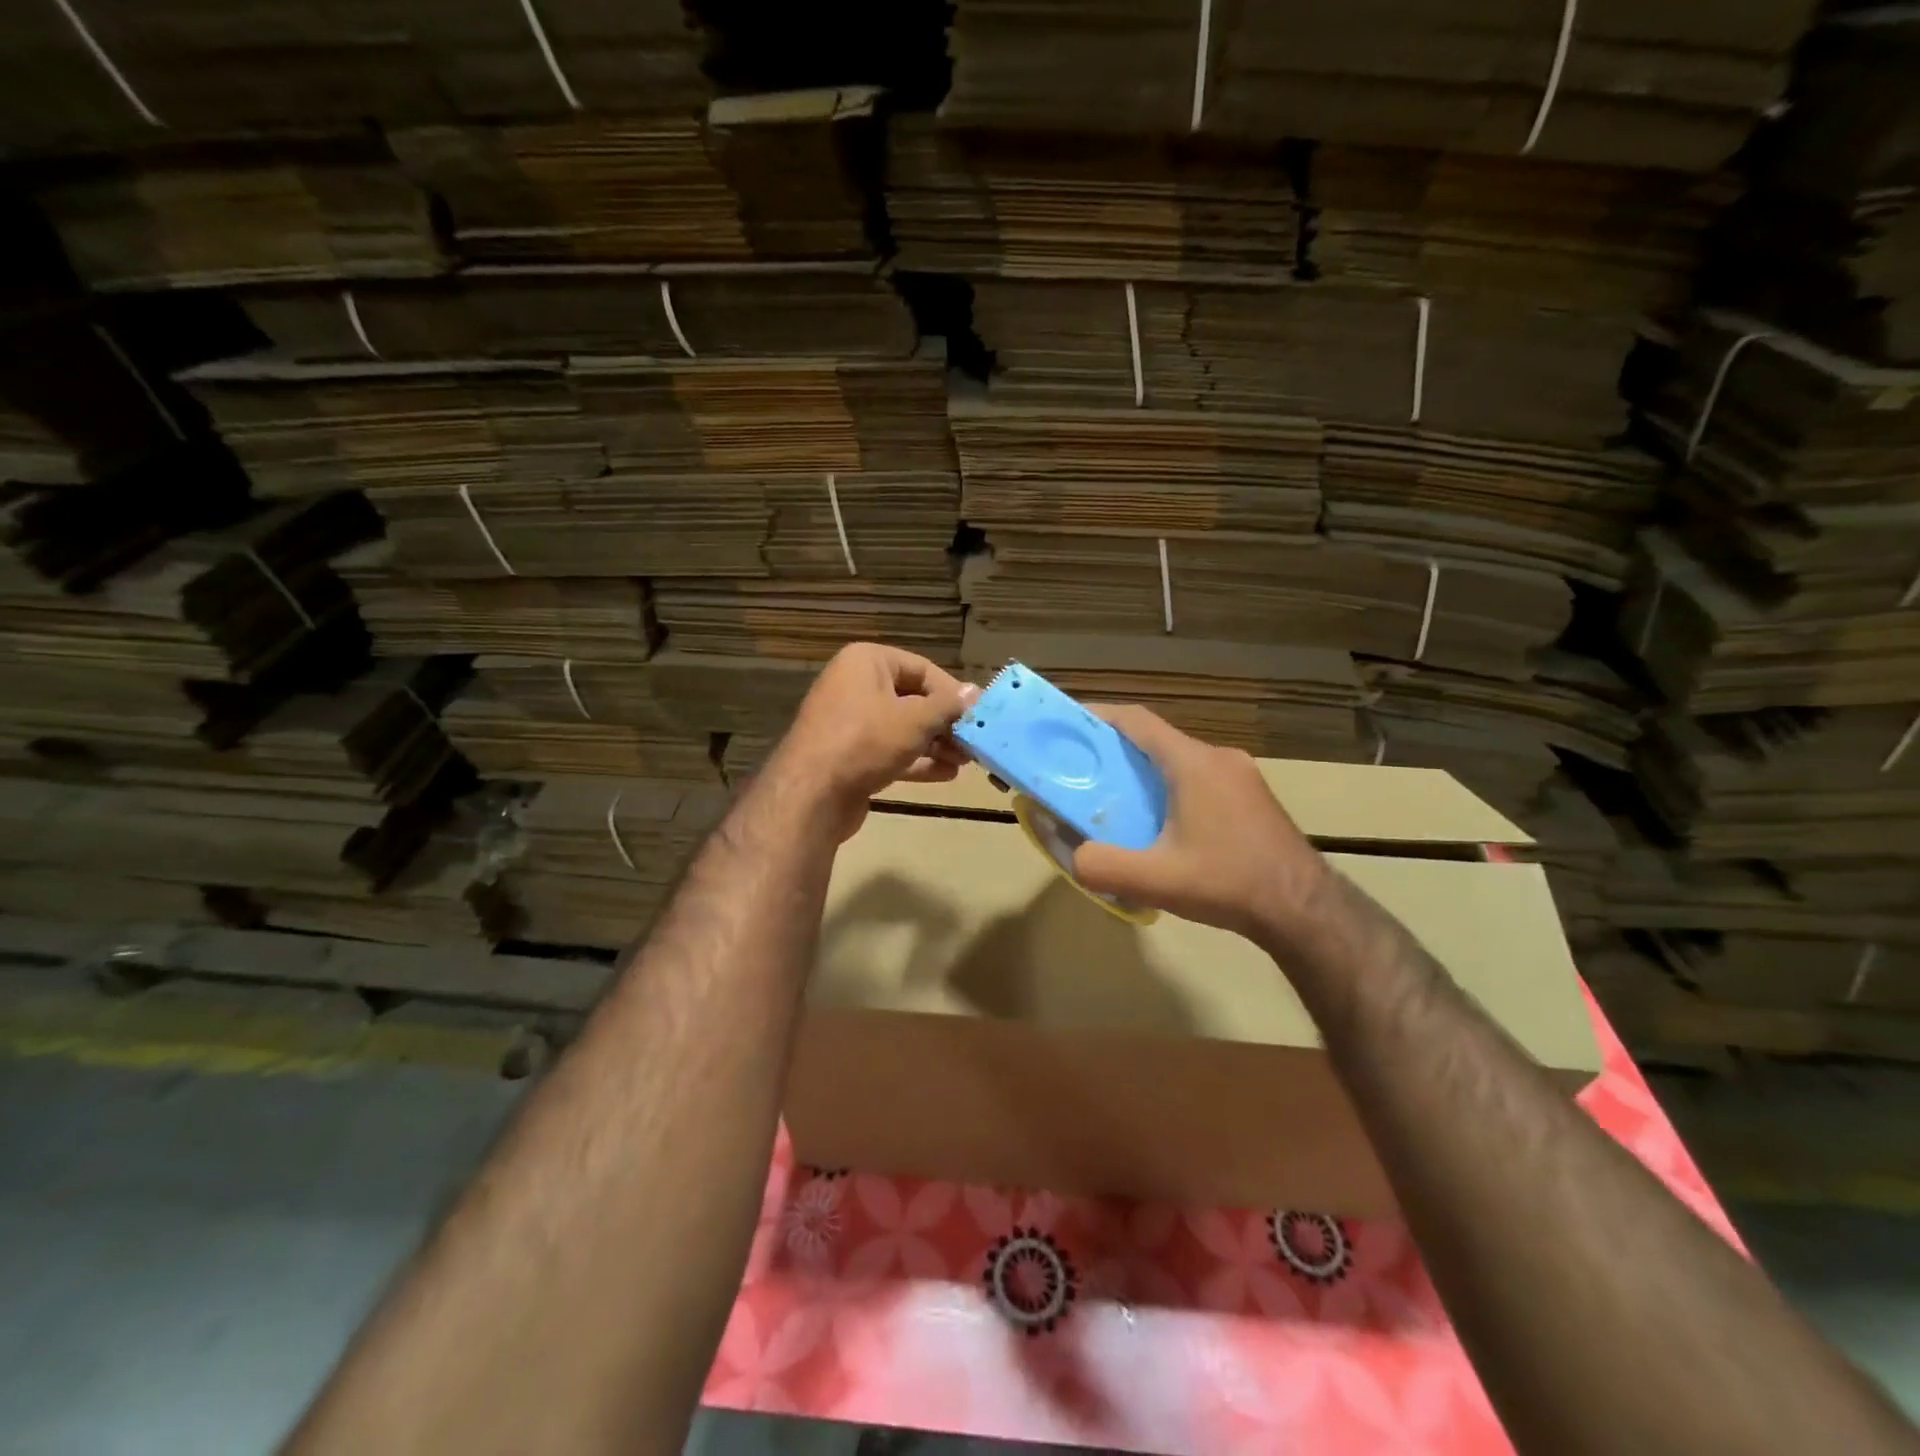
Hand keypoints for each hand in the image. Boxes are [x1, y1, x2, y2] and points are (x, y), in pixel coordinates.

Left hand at [770, 642, 974, 840]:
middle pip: (913, 700)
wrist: (811, 795)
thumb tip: (976, 692)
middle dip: (946, 723)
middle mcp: (856, 686)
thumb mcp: (915, 719)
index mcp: (867, 662)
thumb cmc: (865, 741)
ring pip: (903, 729)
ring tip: (967, 761)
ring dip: (936, 744)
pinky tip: (946, 774)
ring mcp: (850, 723)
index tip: (978, 715)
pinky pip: (890, 751)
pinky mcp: (850, 756)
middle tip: (975, 742)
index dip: (952, 692)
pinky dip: (917, 761)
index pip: (922, 669)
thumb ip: (949, 706)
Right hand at [1071, 704, 1328, 943]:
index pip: (1138, 721)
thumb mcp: (1155, 881)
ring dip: (1147, 774)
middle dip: (1117, 752)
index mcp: (1193, 763)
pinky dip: (1173, 789)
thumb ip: (1103, 867)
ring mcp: (1242, 776)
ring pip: (1181, 761)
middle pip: (1157, 741)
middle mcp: (1219, 758)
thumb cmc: (1228, 883)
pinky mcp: (1254, 798)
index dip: (1099, 717)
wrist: (1305, 910)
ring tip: (1119, 802)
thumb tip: (1075, 857)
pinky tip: (1164, 826)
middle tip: (1084, 774)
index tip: (1069, 725)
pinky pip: (1202, 779)